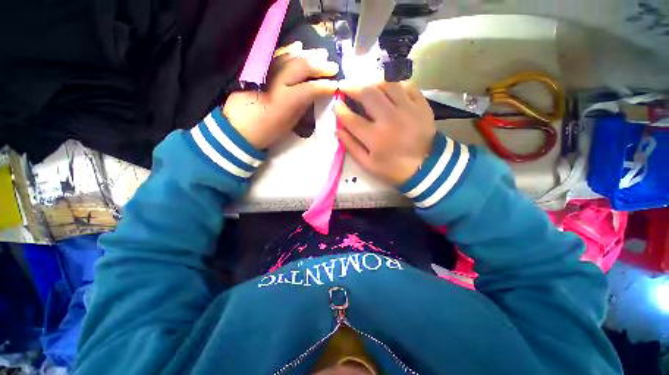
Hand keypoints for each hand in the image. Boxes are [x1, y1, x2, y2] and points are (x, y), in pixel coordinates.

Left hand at [223, 42, 338, 148]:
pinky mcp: (258, 69)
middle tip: (332, 66)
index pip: (310, 88)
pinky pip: (277, 56)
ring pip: (290, 57)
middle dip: (319, 65)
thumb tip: (315, 94)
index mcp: (285, 101)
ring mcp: (266, 72)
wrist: (239, 127)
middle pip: (301, 66)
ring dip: (307, 55)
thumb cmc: (268, 131)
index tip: (336, 85)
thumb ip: (303, 105)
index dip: (325, 86)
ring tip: (321, 54)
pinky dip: (289, 52)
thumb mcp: (289, 123)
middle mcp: (276, 81)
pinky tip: (298, 48)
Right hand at [334, 80, 435, 184]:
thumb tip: (337, 130)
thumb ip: (351, 147)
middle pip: (368, 94)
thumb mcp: (368, 164)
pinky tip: (387, 89)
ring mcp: (408, 109)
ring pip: (387, 84)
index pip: (351, 118)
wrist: (426, 168)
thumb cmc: (393, 169)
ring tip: (365, 85)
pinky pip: (406, 85)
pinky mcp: (421, 105)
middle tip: (344, 85)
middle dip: (351, 87)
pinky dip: (394, 84)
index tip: (336, 104)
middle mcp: (390, 119)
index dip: (340, 109)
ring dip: (372, 81)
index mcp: (375, 138)